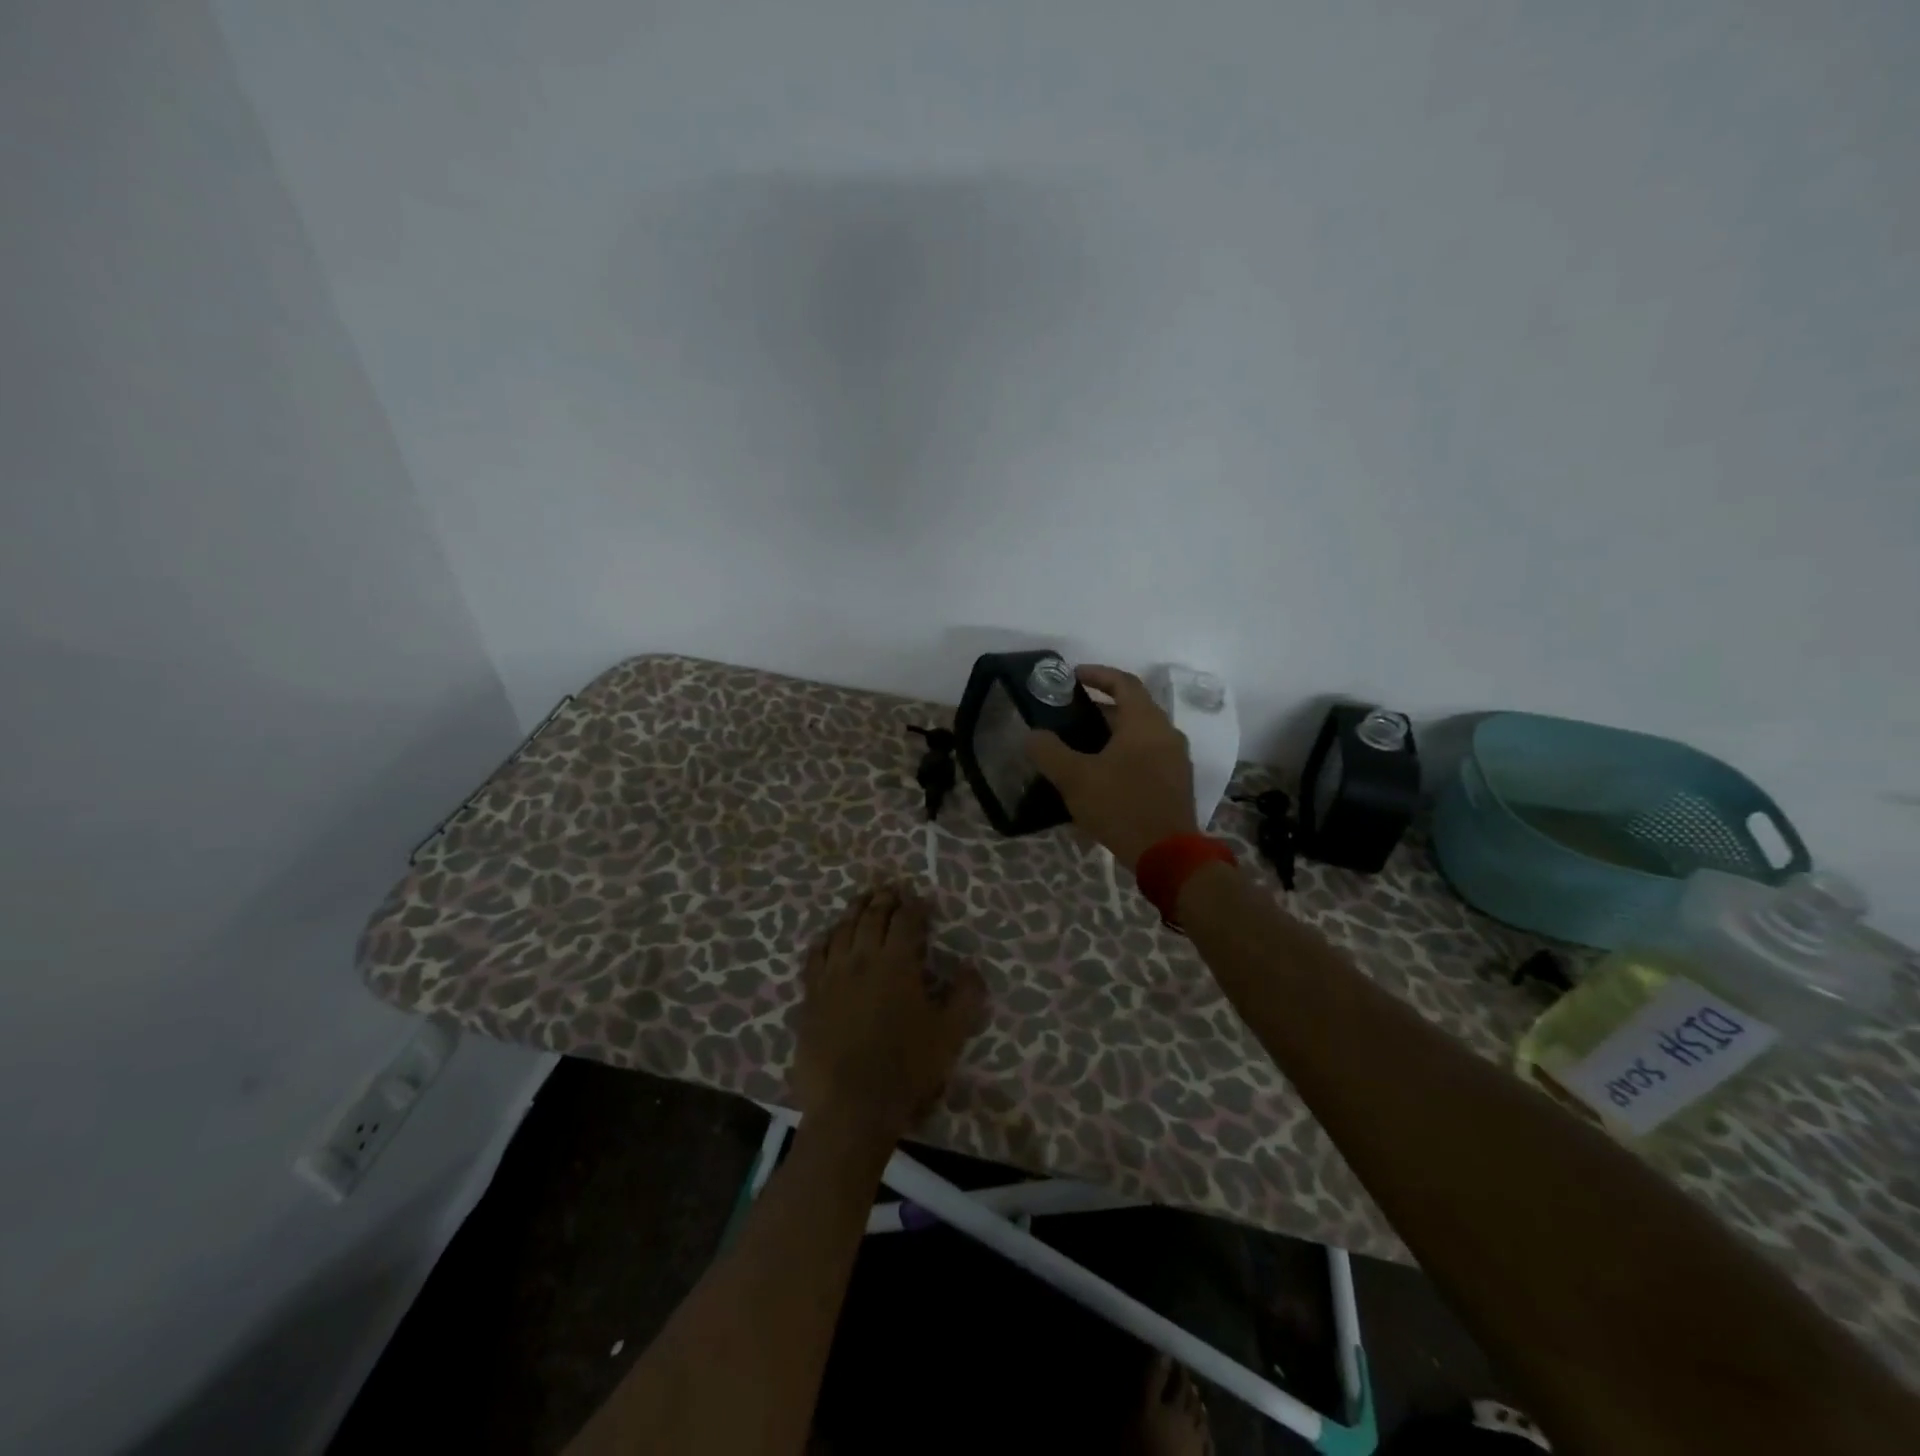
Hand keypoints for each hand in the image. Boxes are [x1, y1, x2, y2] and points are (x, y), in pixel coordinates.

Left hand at [790, 885, 986, 1144]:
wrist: (850, 1107)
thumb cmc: (906, 1069)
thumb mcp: (950, 1035)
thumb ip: (966, 996)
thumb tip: (971, 967)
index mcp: (897, 963)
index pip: (906, 920)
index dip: (915, 905)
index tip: (921, 898)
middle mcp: (862, 959)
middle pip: (871, 916)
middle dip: (884, 899)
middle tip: (891, 888)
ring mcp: (832, 976)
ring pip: (841, 929)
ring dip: (854, 910)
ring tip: (862, 900)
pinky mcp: (811, 996)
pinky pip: (815, 956)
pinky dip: (825, 939)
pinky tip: (828, 936)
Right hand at [1023, 664, 1198, 871]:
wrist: (1168, 855)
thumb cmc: (1121, 806)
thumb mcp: (1075, 778)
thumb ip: (1049, 752)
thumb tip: (1033, 735)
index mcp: (1145, 722)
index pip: (1124, 683)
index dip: (1098, 674)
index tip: (1073, 676)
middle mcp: (1166, 733)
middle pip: (1133, 708)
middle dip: (1101, 708)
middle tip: (1070, 714)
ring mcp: (1176, 759)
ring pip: (1141, 734)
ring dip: (1113, 733)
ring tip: (1081, 745)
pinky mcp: (1176, 783)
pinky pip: (1148, 756)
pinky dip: (1124, 754)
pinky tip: (1102, 775)